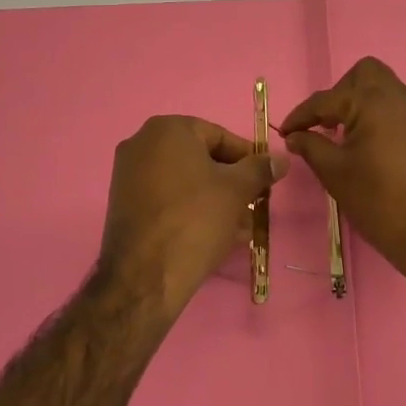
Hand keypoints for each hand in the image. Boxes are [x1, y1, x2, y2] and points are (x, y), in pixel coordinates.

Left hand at [98, 116, 287, 318]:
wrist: (145, 275)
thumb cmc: (195, 219)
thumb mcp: (237, 190)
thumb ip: (261, 168)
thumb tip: (281, 159)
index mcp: (167, 129)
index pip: (220, 137)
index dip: (248, 159)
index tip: (266, 181)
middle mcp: (141, 144)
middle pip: (202, 160)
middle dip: (232, 184)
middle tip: (255, 206)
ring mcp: (128, 175)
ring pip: (186, 183)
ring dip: (217, 201)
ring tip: (242, 228)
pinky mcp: (125, 205)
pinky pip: (168, 200)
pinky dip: (192, 211)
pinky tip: (217, 235)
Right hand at [280, 58, 405, 284]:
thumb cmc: (379, 201)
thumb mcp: (335, 174)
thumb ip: (311, 147)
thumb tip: (295, 136)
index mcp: (373, 102)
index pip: (326, 99)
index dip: (301, 115)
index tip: (286, 133)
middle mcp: (401, 98)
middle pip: (365, 74)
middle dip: (340, 92)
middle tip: (327, 123)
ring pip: (388, 91)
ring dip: (364, 105)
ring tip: (348, 138)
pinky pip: (403, 112)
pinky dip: (384, 120)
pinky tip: (376, 151)